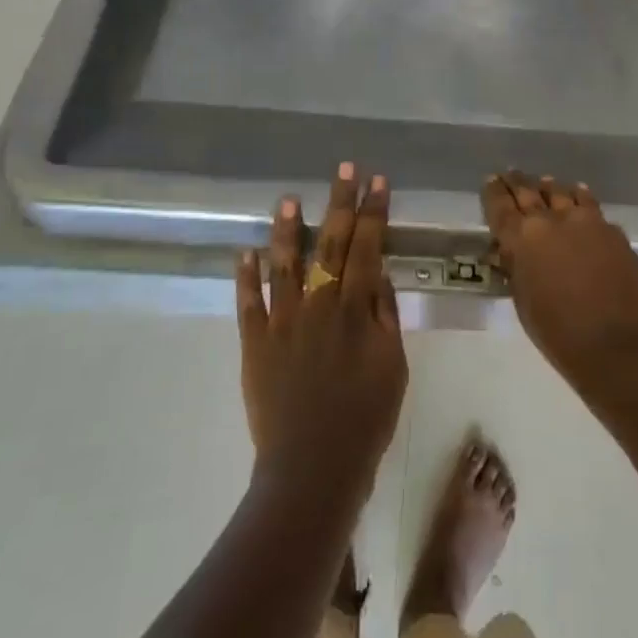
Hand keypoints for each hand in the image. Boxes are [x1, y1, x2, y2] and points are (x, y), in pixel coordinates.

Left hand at [236, 164, 407, 503]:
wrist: (314, 468)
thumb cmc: (365, 419)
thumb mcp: (393, 366)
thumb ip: (385, 316)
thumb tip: (377, 273)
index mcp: (355, 309)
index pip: (367, 247)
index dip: (373, 212)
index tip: (377, 181)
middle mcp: (318, 304)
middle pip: (330, 243)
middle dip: (340, 202)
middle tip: (344, 169)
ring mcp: (282, 321)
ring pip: (284, 264)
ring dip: (286, 229)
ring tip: (287, 199)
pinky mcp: (255, 343)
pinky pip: (248, 303)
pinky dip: (245, 276)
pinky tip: (244, 252)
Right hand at [482, 171, 637, 393]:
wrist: (619, 347)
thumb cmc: (560, 335)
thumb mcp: (523, 303)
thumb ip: (516, 269)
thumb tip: (511, 251)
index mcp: (522, 239)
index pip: (500, 205)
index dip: (493, 191)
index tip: (490, 180)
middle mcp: (552, 220)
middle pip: (530, 191)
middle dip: (518, 182)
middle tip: (510, 174)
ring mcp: (587, 221)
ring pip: (562, 192)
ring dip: (550, 187)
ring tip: (544, 182)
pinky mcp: (613, 230)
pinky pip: (591, 205)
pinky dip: (580, 198)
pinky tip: (579, 195)